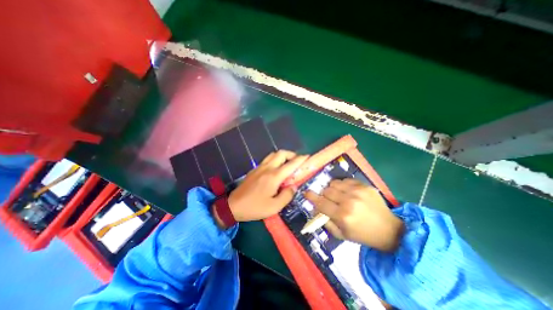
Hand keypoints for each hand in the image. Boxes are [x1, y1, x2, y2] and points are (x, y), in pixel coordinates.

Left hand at [216, 151, 309, 224]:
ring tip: (287, 163)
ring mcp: (259, 167)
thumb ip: (287, 195)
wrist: (233, 206)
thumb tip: (294, 187)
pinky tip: (275, 168)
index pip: (290, 164)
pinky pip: (267, 159)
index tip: (307, 157)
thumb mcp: (274, 207)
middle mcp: (267, 168)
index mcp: (274, 176)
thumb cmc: (255, 207)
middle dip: (291, 154)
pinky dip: (275, 159)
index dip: (300, 159)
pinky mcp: (254, 169)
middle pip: (281, 153)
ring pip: (273, 154)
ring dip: (282, 155)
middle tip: (296, 161)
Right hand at [305, 179, 404, 251]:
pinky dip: (342, 185)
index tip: (306, 193)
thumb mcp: (341, 235)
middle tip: (328, 200)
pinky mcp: (364, 186)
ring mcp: (357, 191)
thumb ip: (326, 222)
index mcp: (342, 216)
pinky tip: (348, 192)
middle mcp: (349, 201)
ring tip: (338, 195)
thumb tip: (315, 209)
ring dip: (332, 189)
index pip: (321, 202)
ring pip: (334, 183)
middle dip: (324, 195)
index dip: (311, 197)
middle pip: (326, 190)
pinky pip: (345, 180)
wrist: (389, 230)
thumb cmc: (363, 235)